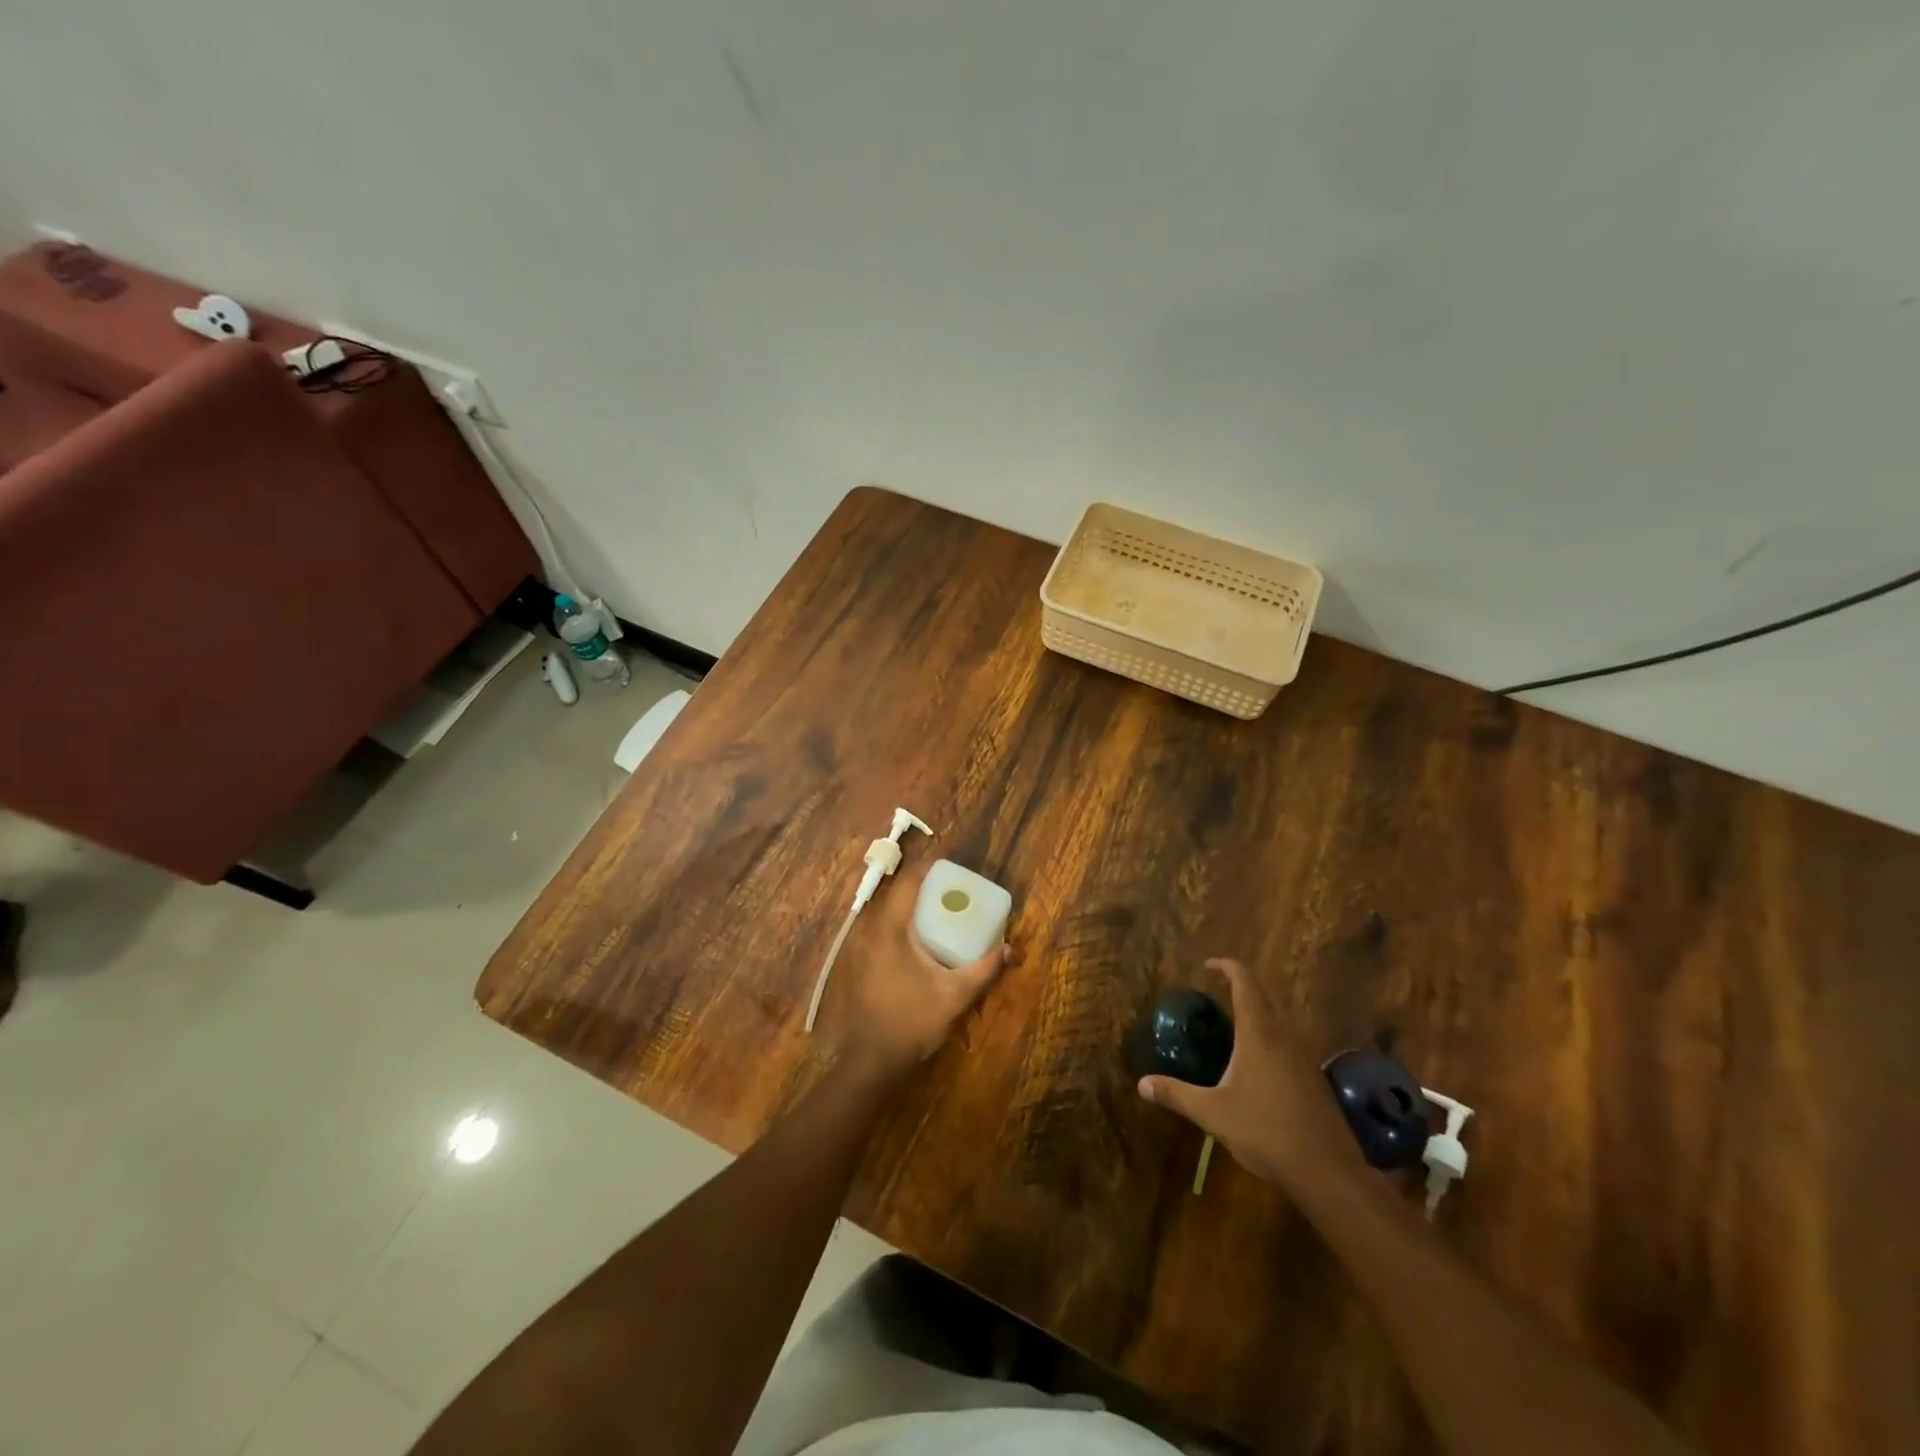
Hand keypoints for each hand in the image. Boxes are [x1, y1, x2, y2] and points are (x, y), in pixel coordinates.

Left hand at [819, 865, 1008, 1075]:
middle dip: (927, 886)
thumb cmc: (910, 1022)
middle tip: (956, 890)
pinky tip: (924, 941)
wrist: (870, 1061)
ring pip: (890, 912)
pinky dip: (905, 925)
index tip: (955, 867)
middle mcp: (872, 930)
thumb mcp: (954, 995)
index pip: (909, 881)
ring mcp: (862, 946)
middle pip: (899, 893)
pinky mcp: (862, 961)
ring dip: (915, 906)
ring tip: (944, 911)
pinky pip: (885, 929)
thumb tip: (1009, 949)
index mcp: (891, 929)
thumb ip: (983, 970)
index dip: (931, 867)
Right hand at [1137, 958, 1358, 1195]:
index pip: (1244, 982)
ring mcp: (1304, 1056)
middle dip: (1241, 987)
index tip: (1208, 966)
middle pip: (1264, 996)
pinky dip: (1270, 1037)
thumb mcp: (1212, 1113)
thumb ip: (1176, 1094)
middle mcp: (1284, 1036)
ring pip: (1279, 1019)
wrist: (1327, 1172)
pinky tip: (1256, 1064)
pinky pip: (1289, 1042)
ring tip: (1233, 1025)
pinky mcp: (1315, 1078)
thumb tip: (1141, 1083)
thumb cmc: (1265, 1132)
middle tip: (1216, 991)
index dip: (1227, 967)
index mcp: (1259, 1033)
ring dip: (1258, 1013)